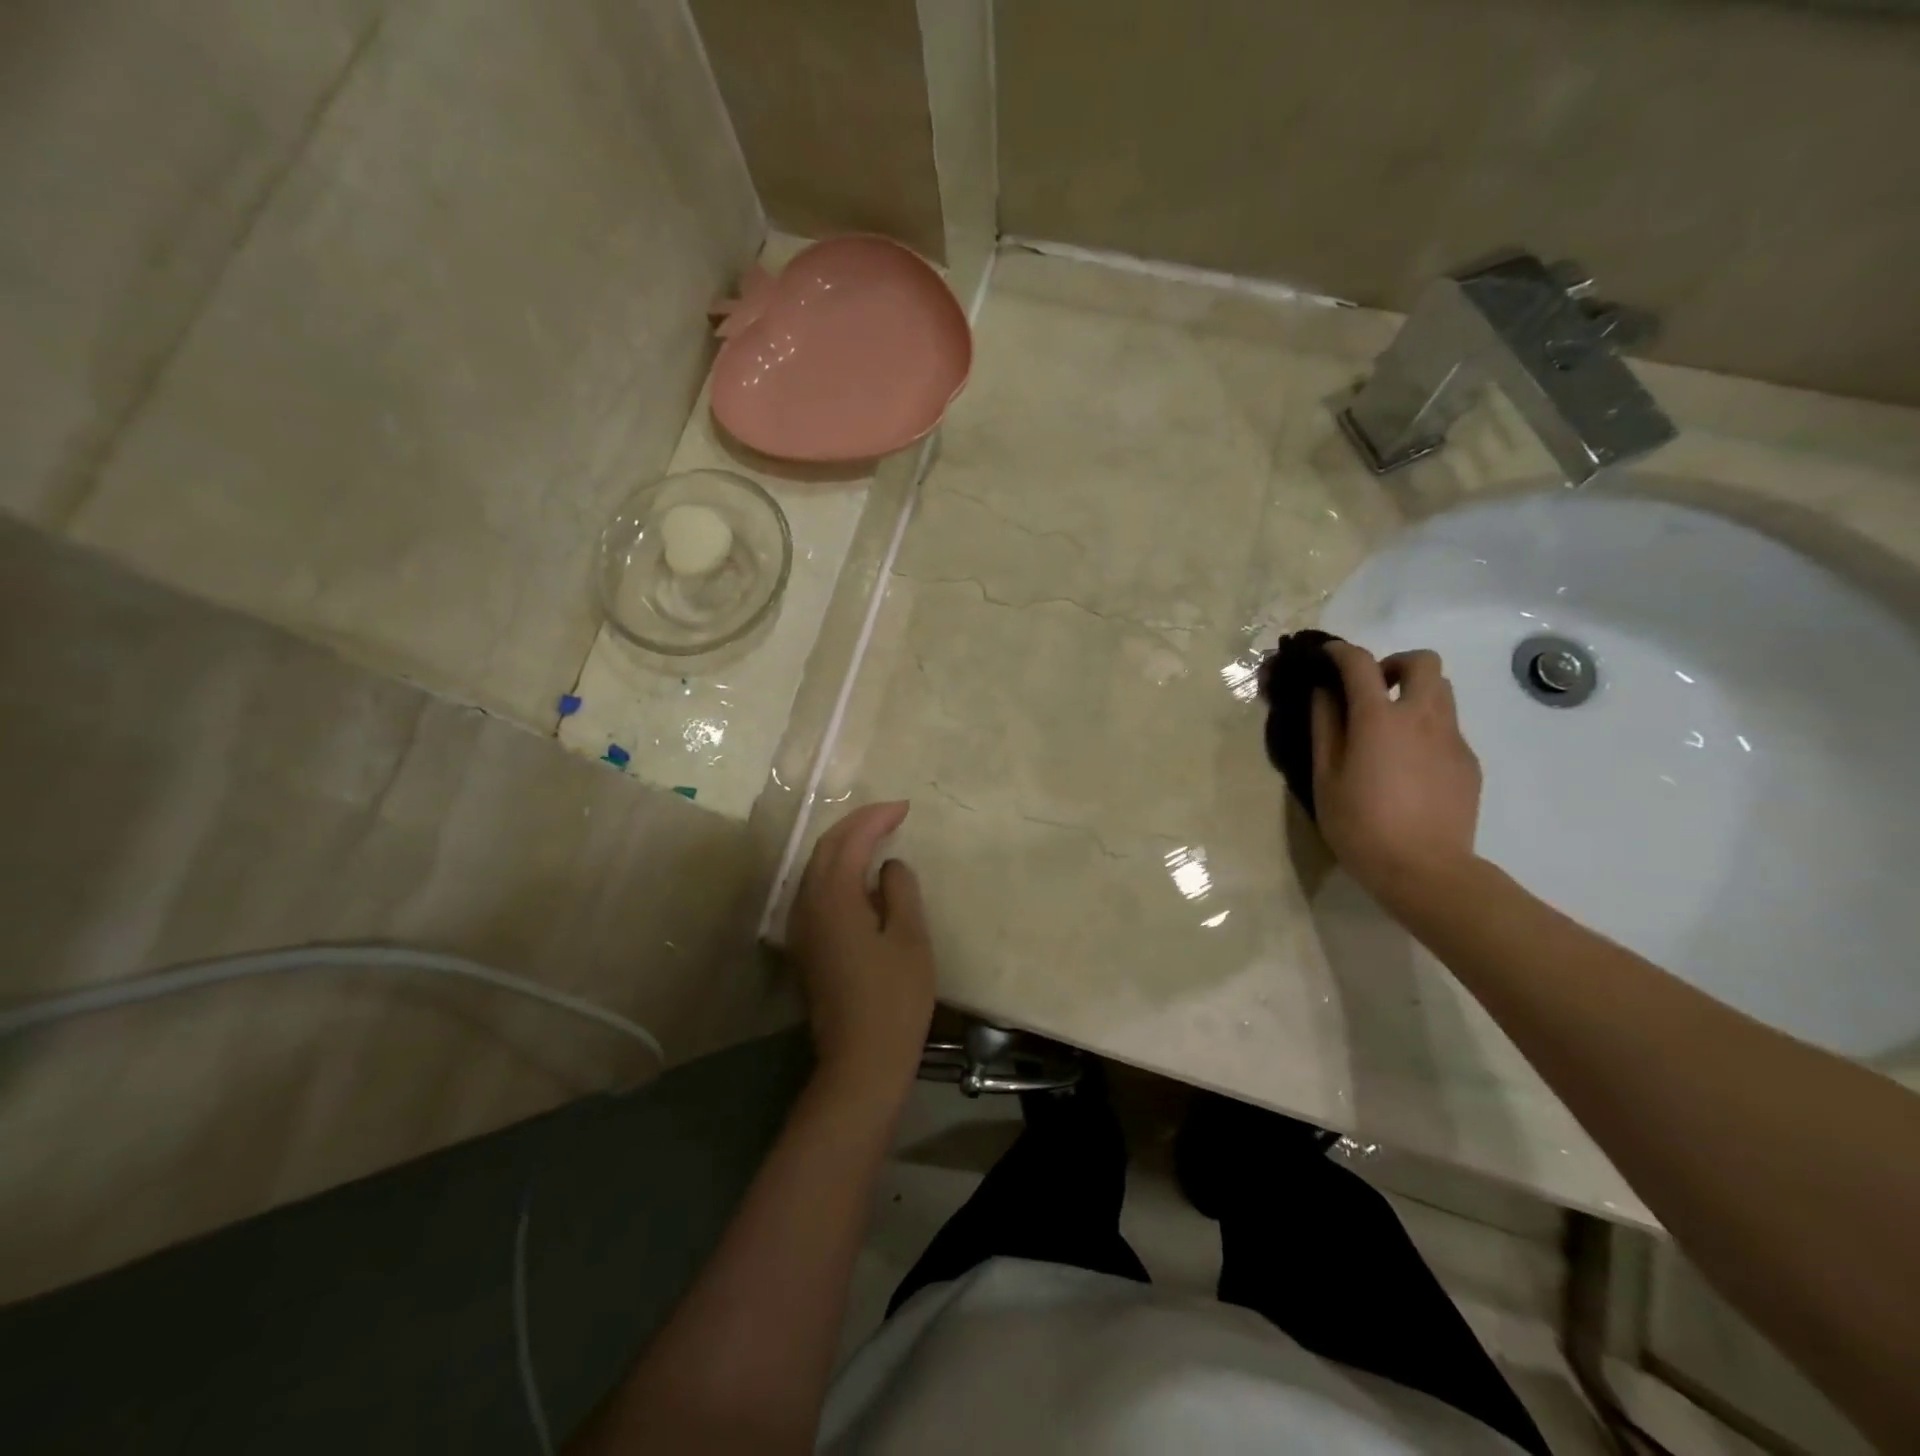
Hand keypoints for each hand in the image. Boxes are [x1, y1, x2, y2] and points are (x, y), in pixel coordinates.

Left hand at [786, 801, 936, 1101]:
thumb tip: (889, 866)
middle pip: (826, 849)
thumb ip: (899, 891)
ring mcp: (802, 927)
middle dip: (857, 824)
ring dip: (845, 845)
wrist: (861, 1060)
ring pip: (817, 868)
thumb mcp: (910, 938)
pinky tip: (860, 877)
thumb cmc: (894, 999)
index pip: (850, 841)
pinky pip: (817, 890)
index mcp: (833, 898)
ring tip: (877, 835)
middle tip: (892, 814)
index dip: (876, 818)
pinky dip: (838, 870)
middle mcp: (808, 905)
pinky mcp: (806, 946)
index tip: (904, 807)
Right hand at [1310, 642, 1482, 914]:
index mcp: (1379, 718)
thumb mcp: (1325, 777)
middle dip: (1394, 665)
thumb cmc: (1360, 825)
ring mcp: (1452, 739)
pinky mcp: (1468, 763)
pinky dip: (1426, 730)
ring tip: (1389, 729)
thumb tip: (1323, 693)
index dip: (1340, 652)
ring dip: (1414, 695)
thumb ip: (1325, 727)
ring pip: (1442, 692)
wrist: (1425, 871)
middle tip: (1372, 691)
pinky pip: (1448, 728)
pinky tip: (1408, 767)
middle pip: (1423, 662)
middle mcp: (1422, 717)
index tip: (1326, 656)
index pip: (1360, 663)